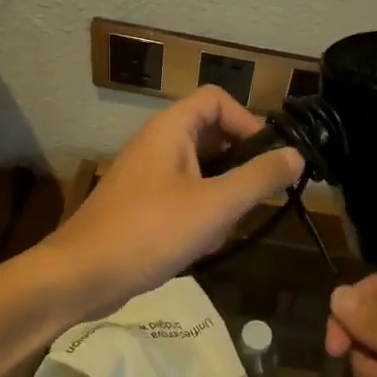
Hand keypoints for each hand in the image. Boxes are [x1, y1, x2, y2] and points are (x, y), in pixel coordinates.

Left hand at [47, 87, 303, 317]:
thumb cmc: (150, 231)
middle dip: (238, 166)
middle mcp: (156, 143)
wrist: (80, 276)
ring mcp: (146, 175)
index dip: (247, 120)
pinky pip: (182, 196)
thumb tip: (296, 155)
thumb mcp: (215, 205)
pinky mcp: (140, 204)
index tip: (269, 157)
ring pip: (200, 171)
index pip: (217, 100)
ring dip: (220, 197)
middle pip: (211, 135)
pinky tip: (201, 246)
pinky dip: (199, 215)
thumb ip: (259, 178)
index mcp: (170, 129)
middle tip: (255, 197)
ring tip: (224, 229)